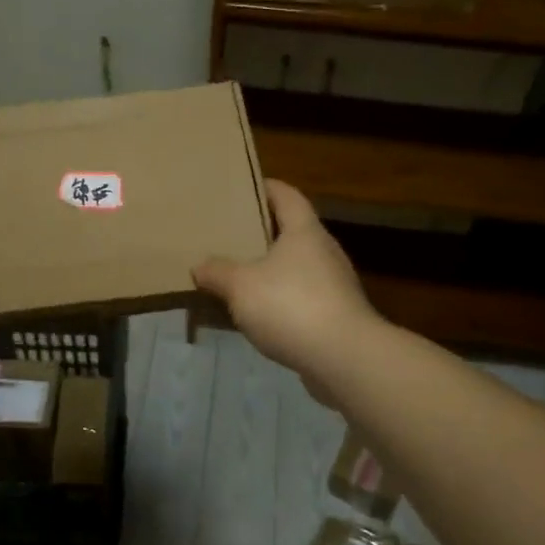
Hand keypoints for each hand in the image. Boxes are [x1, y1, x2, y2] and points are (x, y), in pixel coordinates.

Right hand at [193, 180, 383, 399]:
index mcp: (304, 231)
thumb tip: (200, 266)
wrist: (344, 358)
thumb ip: (217, 273)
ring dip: (272, 270)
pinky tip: (259, 315)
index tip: (245, 186)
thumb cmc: (291, 306)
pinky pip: (302, 298)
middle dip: (264, 232)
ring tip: (240, 276)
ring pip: (297, 267)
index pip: (287, 195)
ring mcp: (335, 284)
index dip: (267, 187)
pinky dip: (281, 300)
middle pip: (293, 231)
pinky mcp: (337, 315)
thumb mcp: (241, 286)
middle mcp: (324, 251)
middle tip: (232, 234)